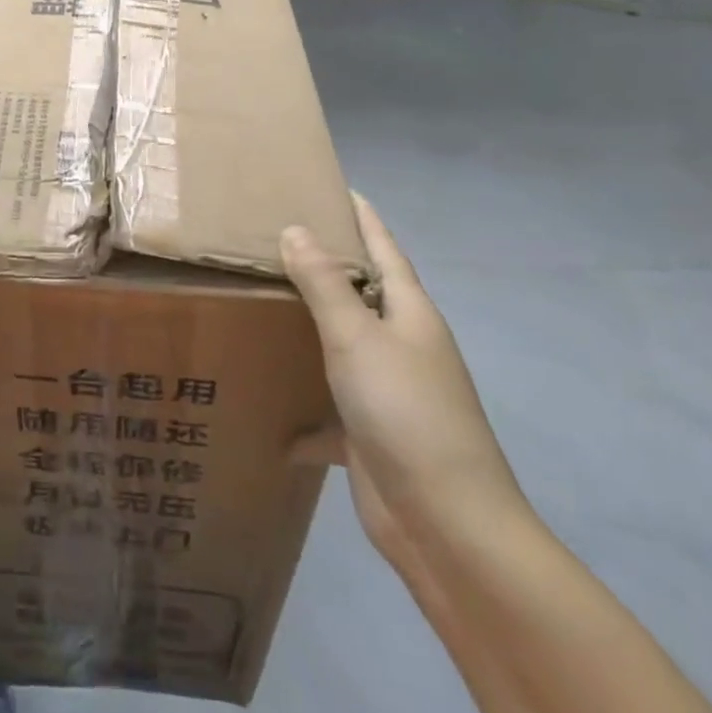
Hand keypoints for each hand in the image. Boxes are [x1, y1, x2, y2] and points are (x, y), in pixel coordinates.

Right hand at [283, 192, 525, 558]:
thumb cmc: (406, 412)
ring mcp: (390, 392)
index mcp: (410, 314)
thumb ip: (324, 283)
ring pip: (345, 346)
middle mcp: (404, 346)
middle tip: (277, 236)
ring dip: (312, 328)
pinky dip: (304, 411)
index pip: (385, 250)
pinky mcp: (372, 434)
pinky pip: (331, 408)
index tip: (337, 187)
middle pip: (363, 293)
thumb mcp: (358, 338)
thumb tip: (296, 229)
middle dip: (328, 266)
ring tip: (264, 302)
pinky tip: (271, 414)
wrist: (447, 525)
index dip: (363, 218)